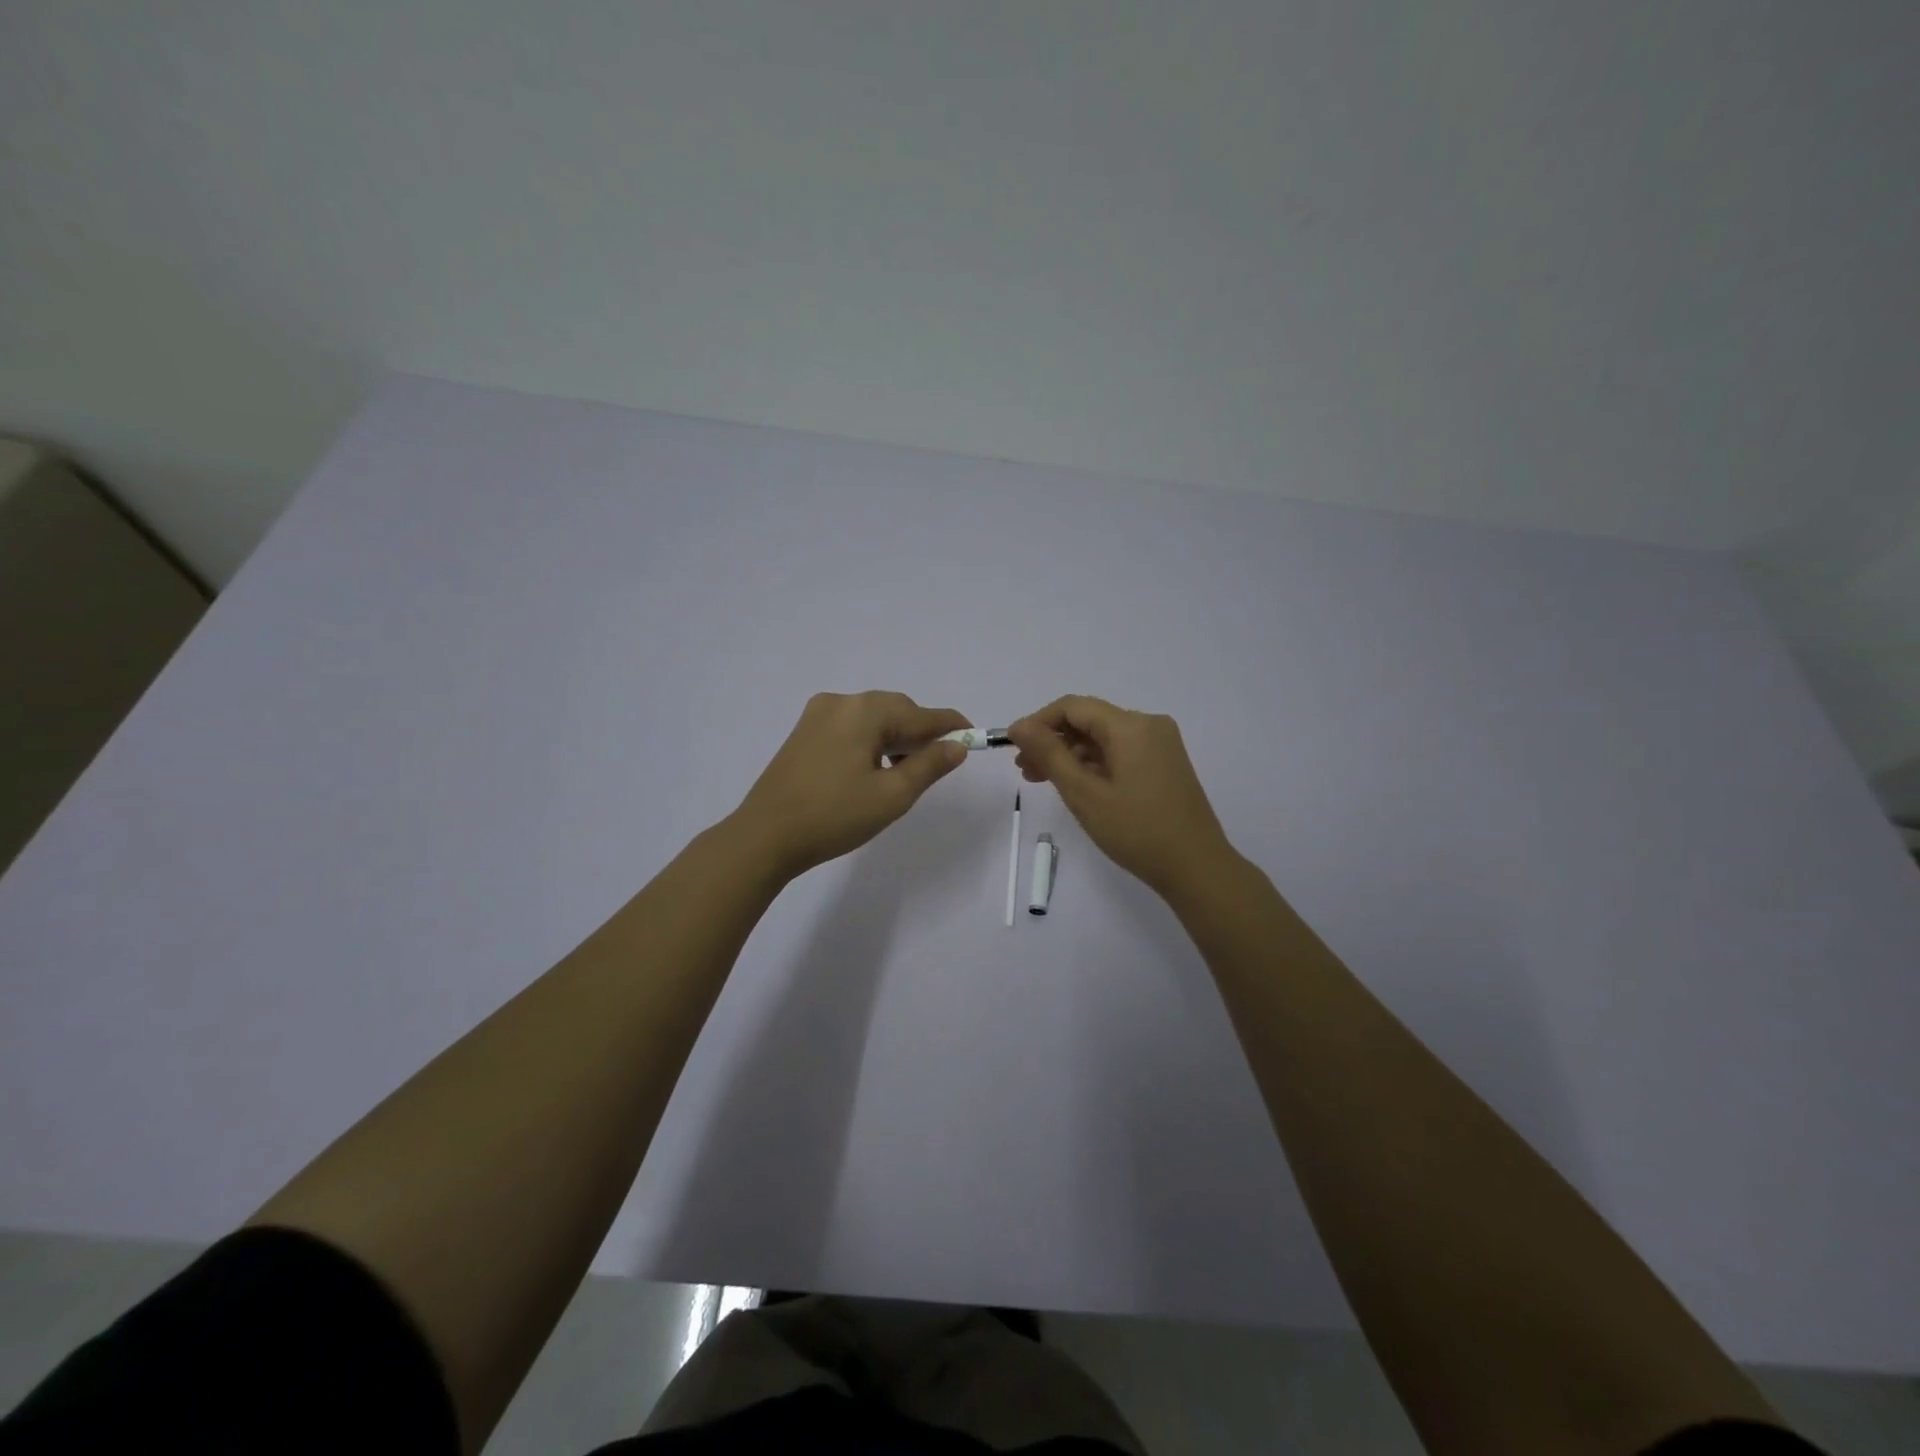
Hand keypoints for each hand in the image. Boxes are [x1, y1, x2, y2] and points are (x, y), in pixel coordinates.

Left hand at [731, 691, 971, 878]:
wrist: (765, 836)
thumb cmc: (834, 816)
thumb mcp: (892, 795)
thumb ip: (930, 765)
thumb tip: (957, 746)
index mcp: (864, 711)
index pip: (921, 714)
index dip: (951, 726)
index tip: (974, 736)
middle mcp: (841, 702)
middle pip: (896, 710)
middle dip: (920, 733)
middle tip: (938, 763)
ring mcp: (817, 715)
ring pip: (872, 719)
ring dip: (895, 738)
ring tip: (905, 772)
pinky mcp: (804, 732)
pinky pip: (851, 727)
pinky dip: (871, 741)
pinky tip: (874, 768)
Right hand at [1006, 695, 1236, 898]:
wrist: (1196, 867)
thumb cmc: (1136, 831)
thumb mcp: (1084, 793)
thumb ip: (1050, 754)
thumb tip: (1020, 726)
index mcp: (1132, 725)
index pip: (1073, 707)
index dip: (1038, 722)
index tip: (1013, 746)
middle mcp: (1149, 725)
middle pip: (1089, 720)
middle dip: (1053, 740)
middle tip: (1024, 770)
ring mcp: (1160, 744)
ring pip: (1103, 738)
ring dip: (1071, 754)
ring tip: (1042, 780)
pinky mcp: (1164, 763)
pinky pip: (1120, 752)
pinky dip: (1094, 763)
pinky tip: (1075, 784)